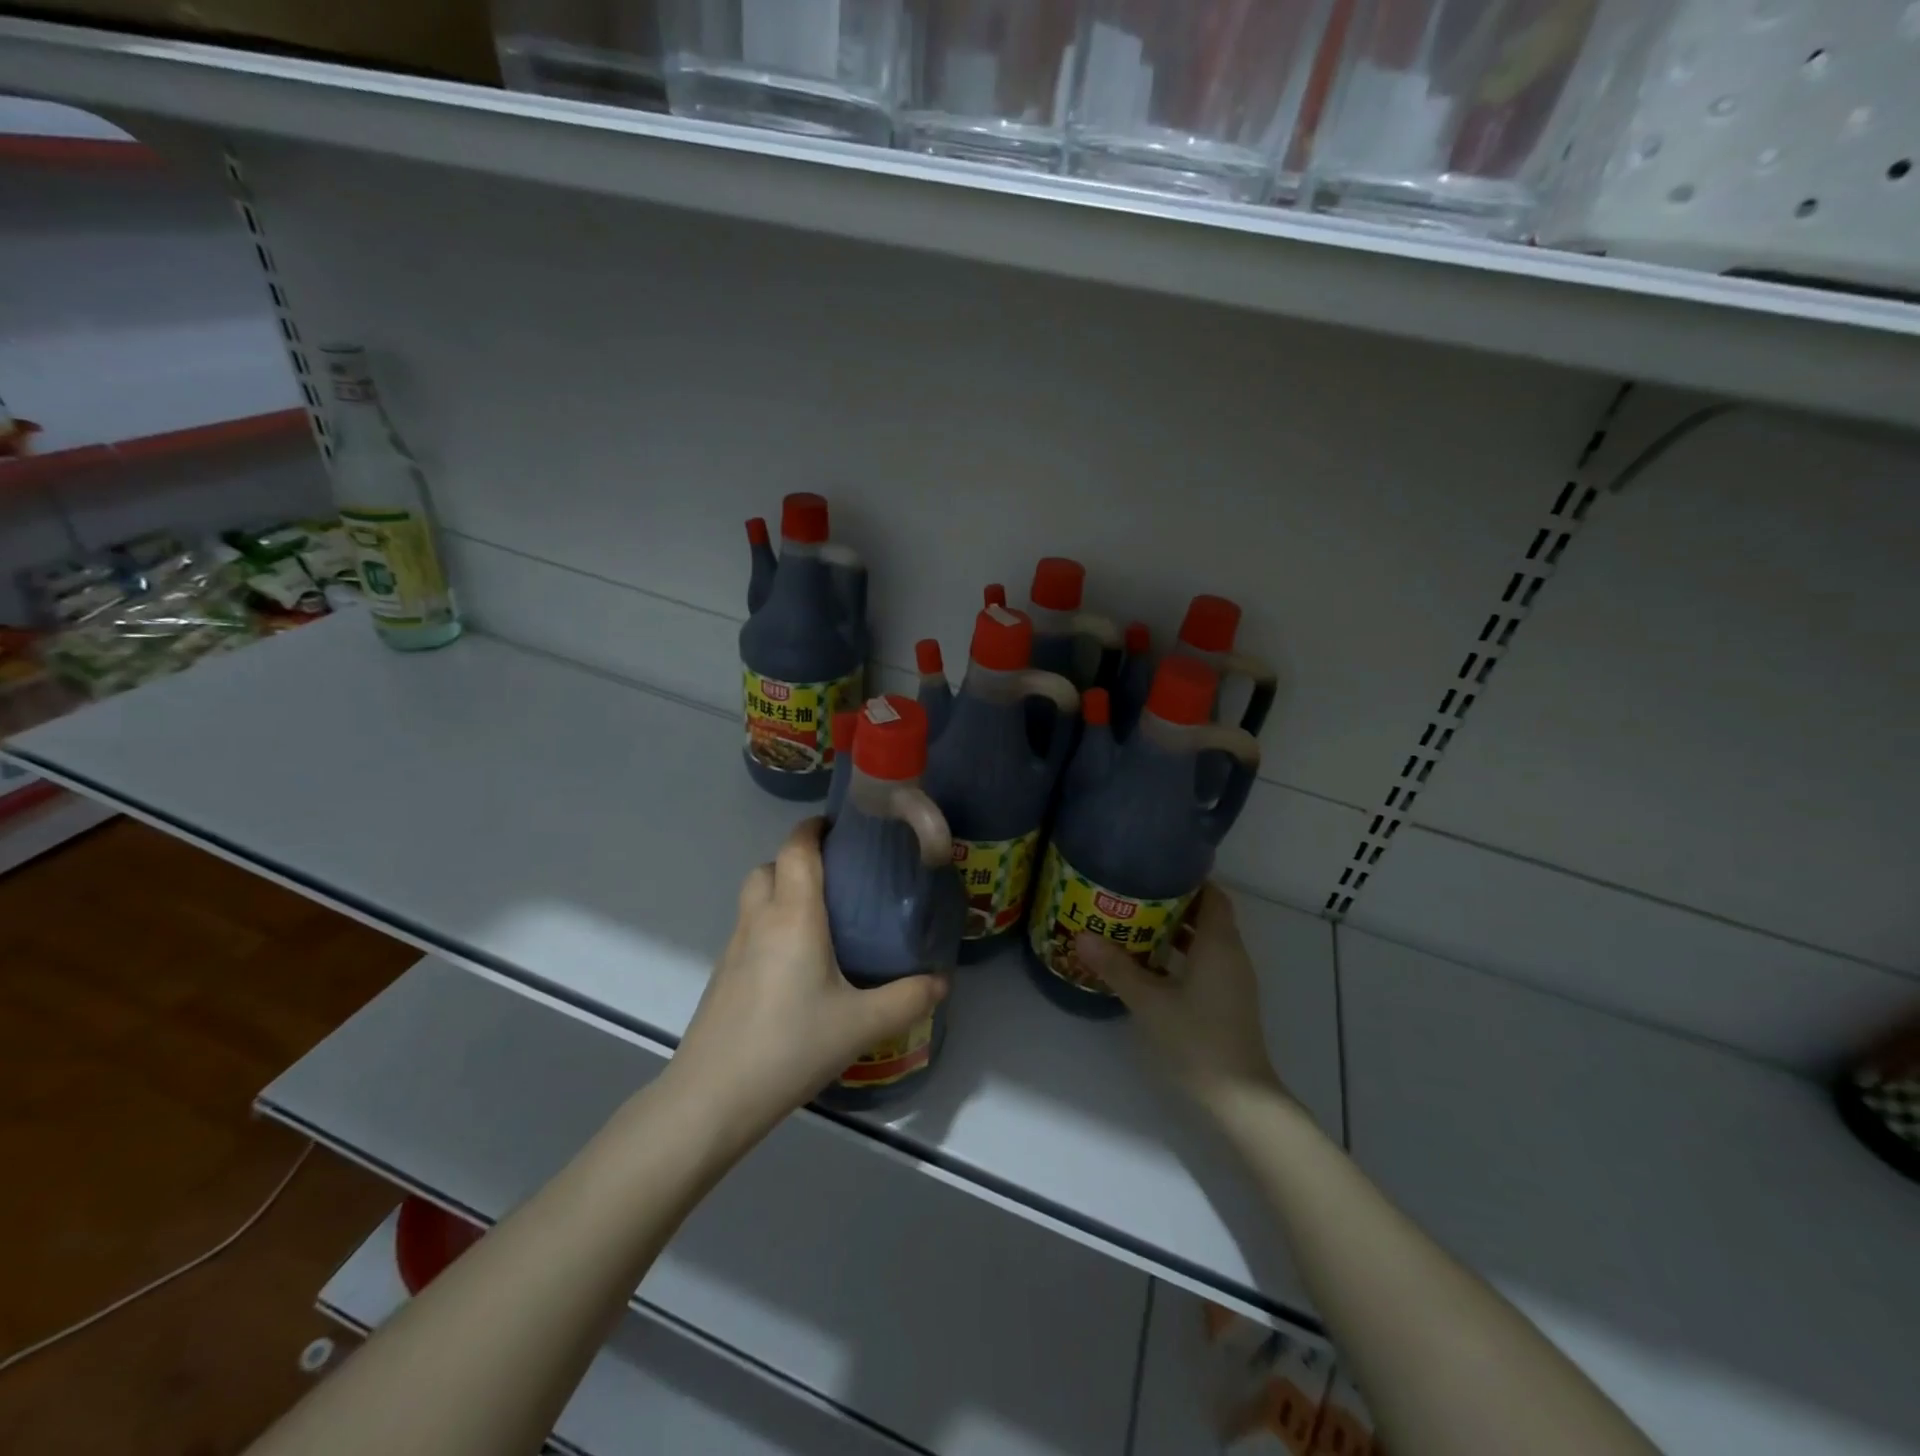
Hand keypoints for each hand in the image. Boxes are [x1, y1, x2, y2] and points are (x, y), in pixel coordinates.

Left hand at [669, 819, 947, 1143]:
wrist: (712, 1098)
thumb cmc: (790, 1046)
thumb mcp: (861, 1025)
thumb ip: (907, 999)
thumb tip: (942, 981)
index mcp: (793, 915)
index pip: (797, 848)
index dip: (814, 828)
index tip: (842, 829)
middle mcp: (759, 920)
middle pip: (769, 866)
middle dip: (798, 861)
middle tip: (837, 880)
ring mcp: (734, 947)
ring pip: (754, 897)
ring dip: (781, 892)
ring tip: (820, 920)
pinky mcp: (722, 975)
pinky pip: (747, 929)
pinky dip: (769, 925)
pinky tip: (795, 965)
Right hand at [1074, 885, 1286, 1115]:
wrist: (1238, 1097)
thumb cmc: (1196, 1039)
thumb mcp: (1149, 1000)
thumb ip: (1116, 966)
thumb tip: (1081, 935)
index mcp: (1219, 944)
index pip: (1212, 895)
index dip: (1188, 879)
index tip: (1153, 870)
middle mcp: (1231, 955)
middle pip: (1207, 914)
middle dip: (1173, 902)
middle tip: (1133, 894)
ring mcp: (1232, 979)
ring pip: (1206, 940)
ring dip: (1176, 929)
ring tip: (1134, 922)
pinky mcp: (1228, 999)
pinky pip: (1205, 961)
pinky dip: (1182, 954)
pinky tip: (1150, 963)